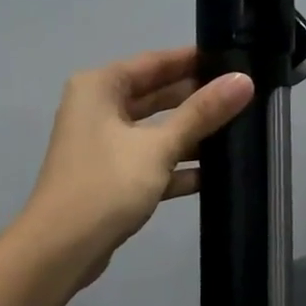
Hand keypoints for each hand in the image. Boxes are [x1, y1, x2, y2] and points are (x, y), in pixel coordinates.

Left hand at [19, 47, 253, 284]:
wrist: (61, 249)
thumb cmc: (106, 184)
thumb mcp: (158, 147)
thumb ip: (201, 114)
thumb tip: (244, 79)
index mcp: (99, 88)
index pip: (154, 62)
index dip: (192, 60)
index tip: (234, 57)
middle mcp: (96, 110)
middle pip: (154, 96)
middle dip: (196, 98)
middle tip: (245, 95)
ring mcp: (102, 146)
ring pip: (153, 131)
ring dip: (190, 135)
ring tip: (240, 130)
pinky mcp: (110, 179)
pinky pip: (149, 162)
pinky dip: (176, 167)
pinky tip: (215, 173)